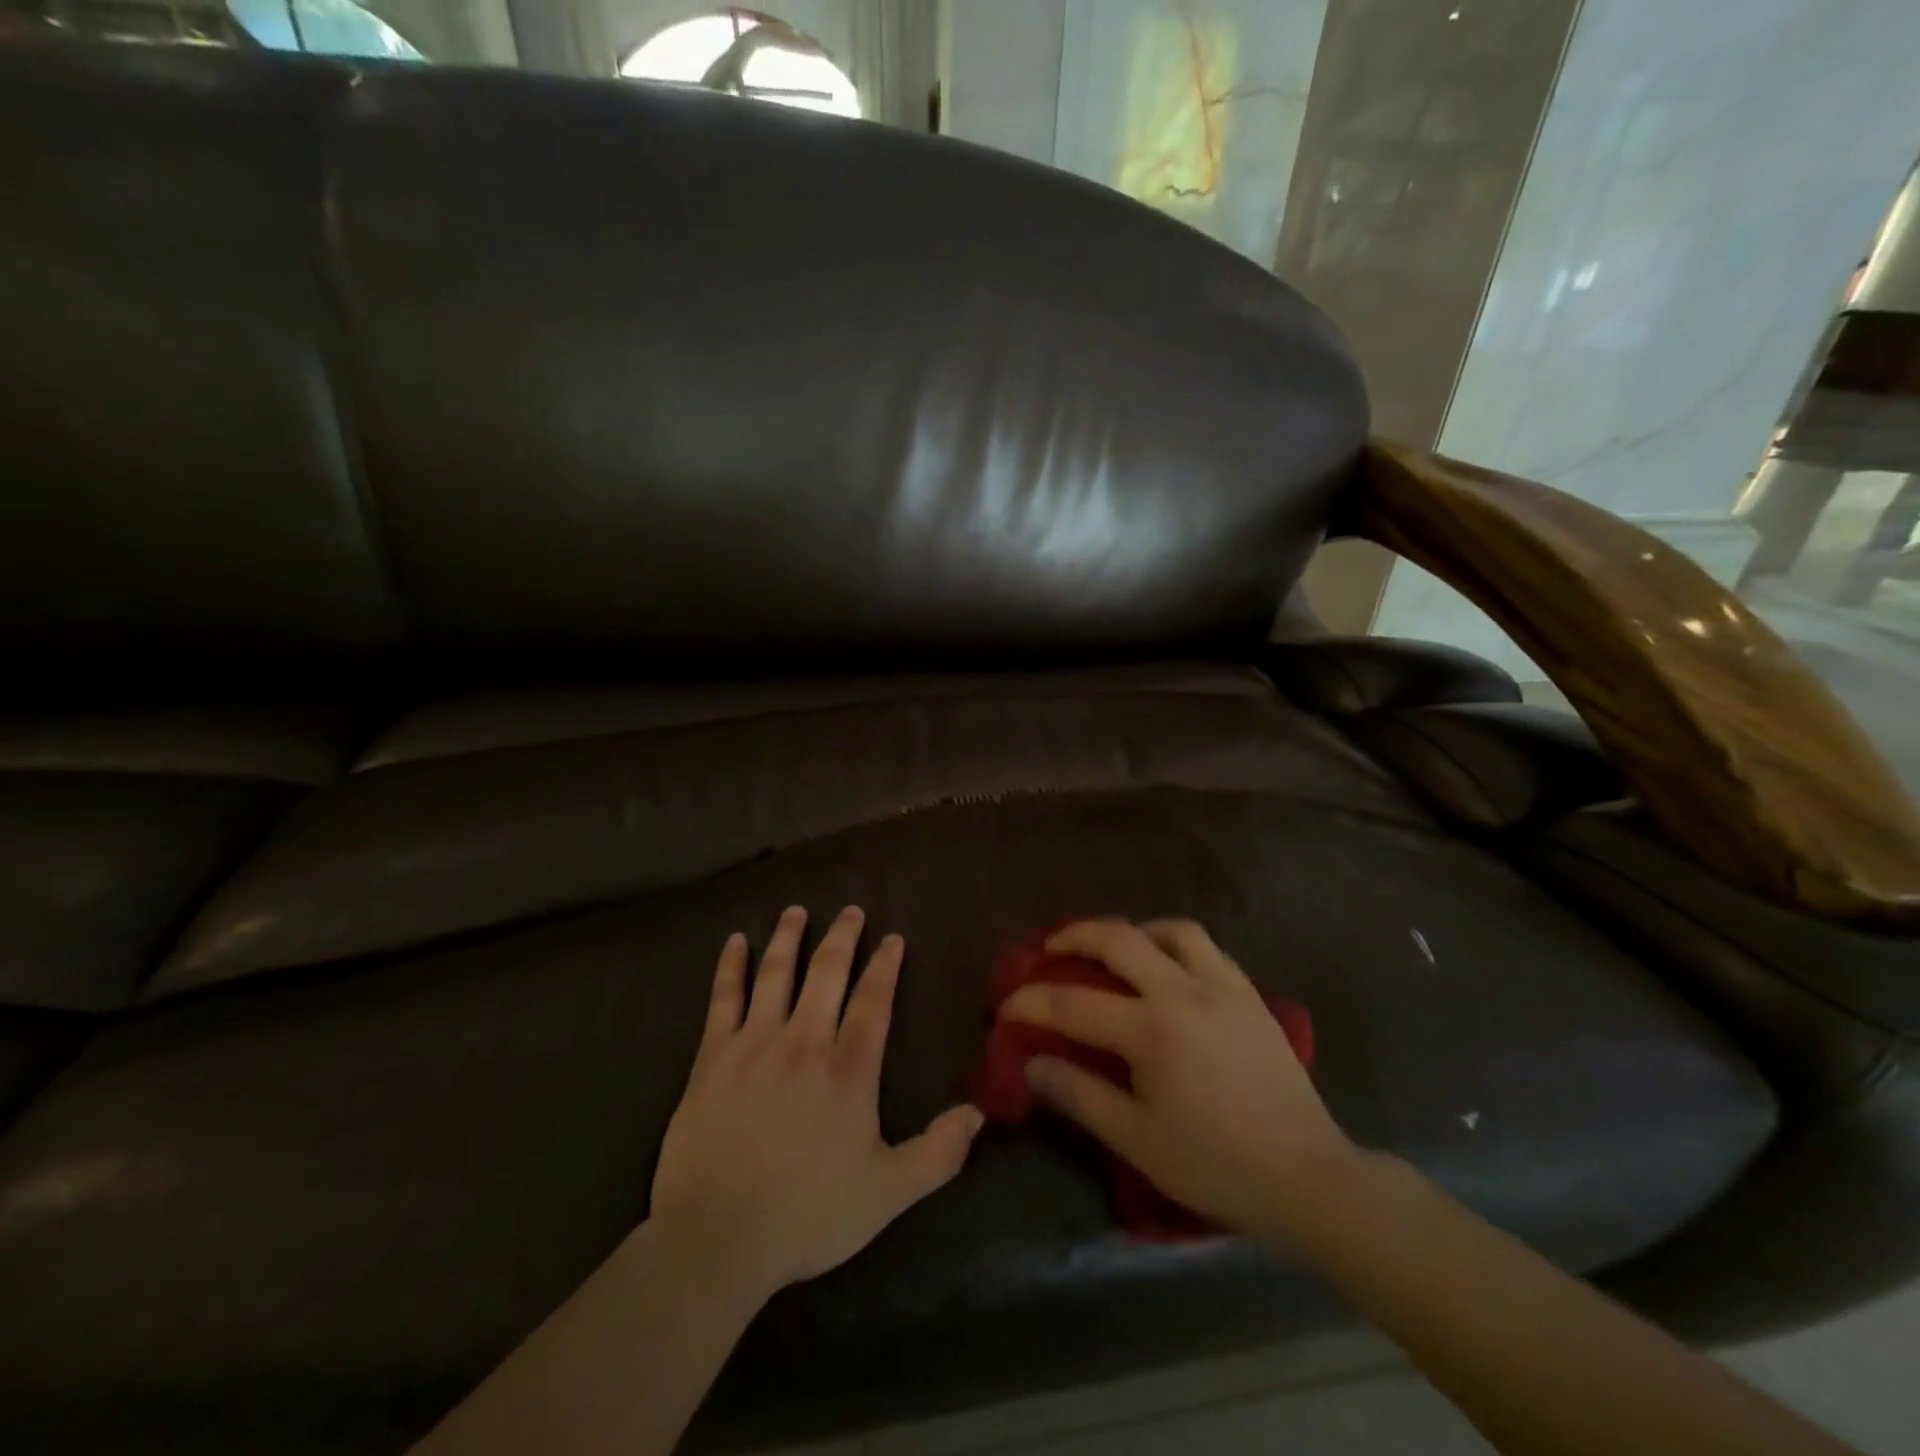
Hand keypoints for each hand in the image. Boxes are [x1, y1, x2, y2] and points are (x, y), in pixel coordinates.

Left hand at [650, 906, 984, 1299]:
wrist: (716, 1239)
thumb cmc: (807, 1214)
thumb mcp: (887, 1193)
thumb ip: (937, 1152)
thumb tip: (978, 1113)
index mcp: (848, 1069)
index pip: (873, 1000)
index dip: (885, 966)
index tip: (892, 939)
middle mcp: (804, 1041)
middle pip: (827, 972)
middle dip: (842, 937)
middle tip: (851, 911)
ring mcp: (755, 1044)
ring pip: (776, 974)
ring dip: (788, 938)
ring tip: (795, 911)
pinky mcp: (712, 1057)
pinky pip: (722, 999)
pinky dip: (730, 967)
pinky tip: (735, 943)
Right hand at [999, 919, 1356, 1237]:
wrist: (1307, 1176)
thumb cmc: (1216, 1164)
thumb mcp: (1138, 1140)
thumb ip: (1080, 1095)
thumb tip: (1032, 1063)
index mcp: (1153, 1029)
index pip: (1074, 1004)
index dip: (1031, 1002)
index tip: (1006, 1006)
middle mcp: (1184, 991)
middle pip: (1119, 940)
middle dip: (1074, 936)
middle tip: (1050, 947)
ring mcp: (1222, 986)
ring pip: (1170, 930)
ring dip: (1132, 932)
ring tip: (1114, 950)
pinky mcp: (1249, 993)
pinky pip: (1205, 947)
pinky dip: (1173, 943)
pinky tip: (1166, 967)